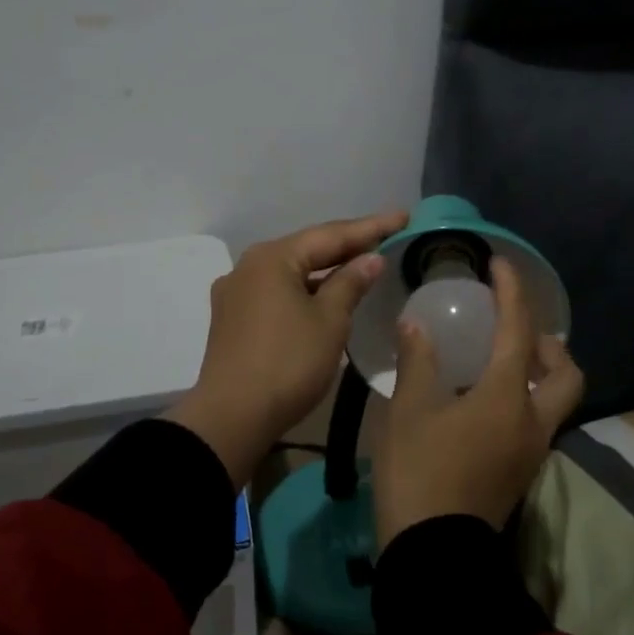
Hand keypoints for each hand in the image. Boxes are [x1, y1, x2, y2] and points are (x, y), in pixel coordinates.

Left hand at [166, 210, 406, 488]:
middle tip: (386, 236)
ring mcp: (236, 294)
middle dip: (347, 245)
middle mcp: (248, 267)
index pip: (330, 234)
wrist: (231, 418)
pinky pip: (278, 293)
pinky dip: (306, 291)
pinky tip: (325, 297)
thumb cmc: (288, 363)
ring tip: (362, 265)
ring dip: (326, 270)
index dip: (370, 227)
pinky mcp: (232, 320)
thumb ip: (350, 283)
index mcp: (272, 258)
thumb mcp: (329, 321)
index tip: (402, 216)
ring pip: (291, 273)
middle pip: (307, 250)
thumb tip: (369, 259)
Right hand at [374, 257, 584, 545]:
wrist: (433, 552)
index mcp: (506, 397)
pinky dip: (524, 398)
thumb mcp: (409, 410)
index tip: (500, 265)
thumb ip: (418, 361)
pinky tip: (485, 399)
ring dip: (540, 373)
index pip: (518, 331)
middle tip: (516, 332)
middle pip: (566, 374)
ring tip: (500, 362)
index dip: (512, 292)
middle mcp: (531, 420)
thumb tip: (416, 324)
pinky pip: (537, 421)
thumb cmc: (419, 471)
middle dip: (549, 345)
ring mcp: (531, 450)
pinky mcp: (521, 472)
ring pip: (555, 400)